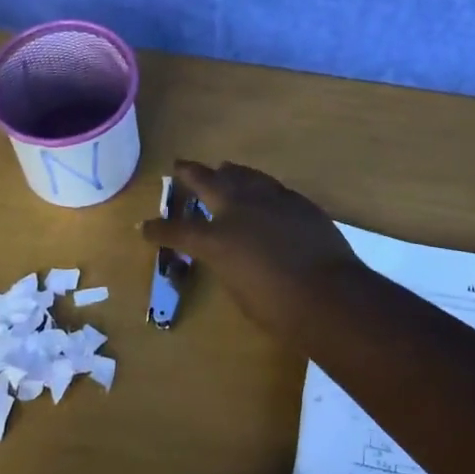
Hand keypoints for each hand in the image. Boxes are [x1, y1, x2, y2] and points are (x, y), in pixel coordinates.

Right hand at [143, 160, 362, 333]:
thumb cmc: (278, 307)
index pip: (177, 230)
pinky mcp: (296, 200)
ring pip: (242, 175)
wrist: (328, 293)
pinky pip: (270, 186)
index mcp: (216, 240)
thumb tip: (230, 253)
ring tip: (223, 168)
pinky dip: (259, 186)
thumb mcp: (239, 290)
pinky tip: (261, 190)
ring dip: (229, 173)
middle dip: (190, 174)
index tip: (146, 228)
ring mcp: (269, 200)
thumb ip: (228, 264)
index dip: (159, 230)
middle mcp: (238, 211)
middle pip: (207, 182)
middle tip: (179, 166)